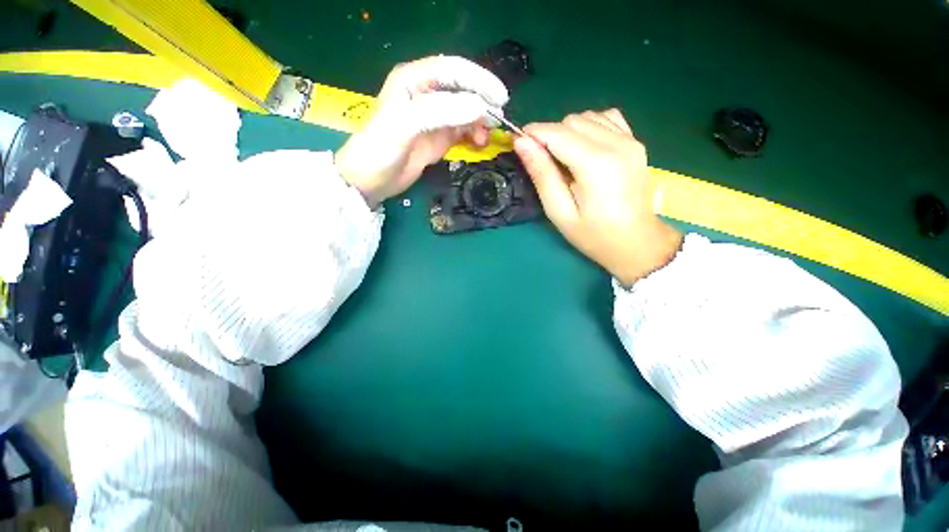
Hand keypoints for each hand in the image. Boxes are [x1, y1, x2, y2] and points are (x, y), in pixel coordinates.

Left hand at [335, 55, 508, 207]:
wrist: (372, 180)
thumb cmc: (380, 149)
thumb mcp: (405, 125)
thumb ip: (439, 112)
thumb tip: (479, 108)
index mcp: (413, 80)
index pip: (452, 70)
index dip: (478, 80)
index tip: (499, 97)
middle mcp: (426, 94)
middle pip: (462, 89)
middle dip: (482, 102)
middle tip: (497, 120)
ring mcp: (434, 117)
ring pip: (465, 111)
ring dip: (479, 122)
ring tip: (484, 138)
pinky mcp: (438, 137)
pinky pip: (462, 130)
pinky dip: (473, 135)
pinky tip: (477, 143)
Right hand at [513, 110, 682, 284]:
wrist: (637, 242)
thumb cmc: (593, 235)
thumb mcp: (559, 212)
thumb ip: (542, 175)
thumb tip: (522, 143)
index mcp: (597, 165)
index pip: (557, 133)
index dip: (533, 133)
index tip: (518, 144)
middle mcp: (617, 144)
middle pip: (571, 121)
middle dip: (550, 136)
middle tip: (542, 163)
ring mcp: (630, 140)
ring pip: (587, 117)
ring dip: (568, 132)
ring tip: (563, 160)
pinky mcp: (635, 142)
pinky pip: (606, 118)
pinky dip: (588, 128)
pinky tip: (584, 149)